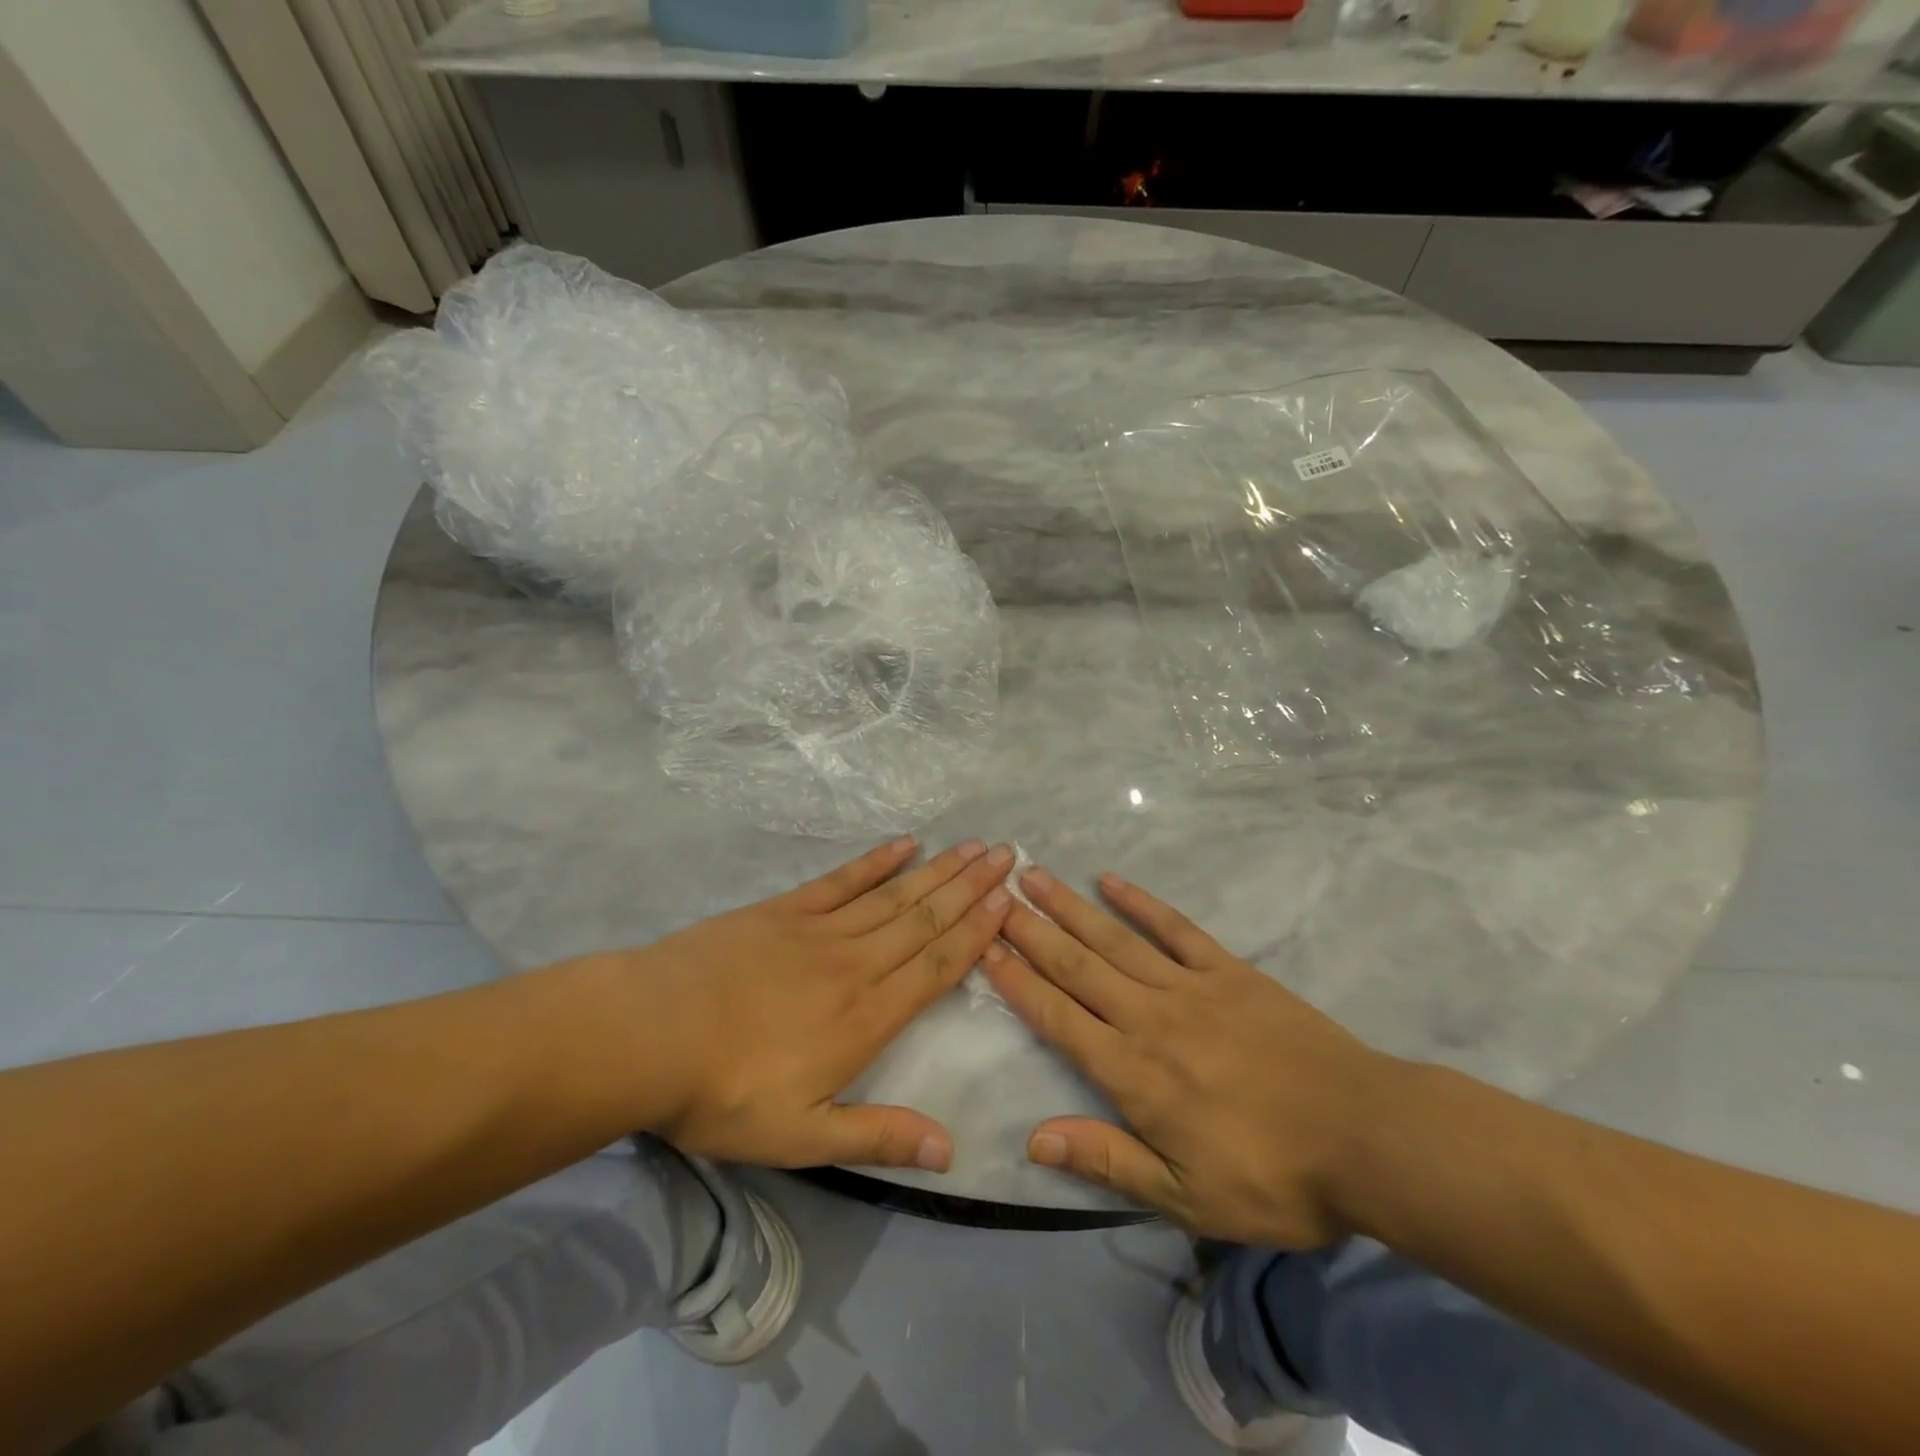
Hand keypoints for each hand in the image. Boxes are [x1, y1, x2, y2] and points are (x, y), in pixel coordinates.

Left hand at [575, 837, 1013, 1172]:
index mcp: (865, 1018)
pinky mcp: (784, 910)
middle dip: (970, 888)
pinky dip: (876, 861)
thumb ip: (877, 1137)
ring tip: (973, 846)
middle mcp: (855, 964)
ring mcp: (819, 930)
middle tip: (1006, 855)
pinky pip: (841, 880)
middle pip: (924, 920)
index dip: (975, 934)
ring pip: (894, 895)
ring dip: (938, 870)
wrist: (648, 1034)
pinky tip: (904, 844)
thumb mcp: (800, 1138)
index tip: (1007, 902)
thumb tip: (950, 1149)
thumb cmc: (723, 1093)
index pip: (935, 968)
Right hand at [981, 868, 1397, 1246]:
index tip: (985, 947)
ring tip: (1034, 875)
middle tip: (996, 894)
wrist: (1367, 1136)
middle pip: (1077, 966)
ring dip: (1070, 907)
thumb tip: (1034, 1139)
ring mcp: (1190, 987)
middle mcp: (1149, 1018)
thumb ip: (1107, 1159)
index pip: (1058, 1018)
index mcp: (1133, 1073)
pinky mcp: (1229, 971)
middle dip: (1031, 930)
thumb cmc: (1273, 1177)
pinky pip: (1175, 928)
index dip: (1017, 982)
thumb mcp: (1186, 1195)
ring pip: (1115, 939)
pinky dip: (1141, 902)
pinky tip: (1111, 880)